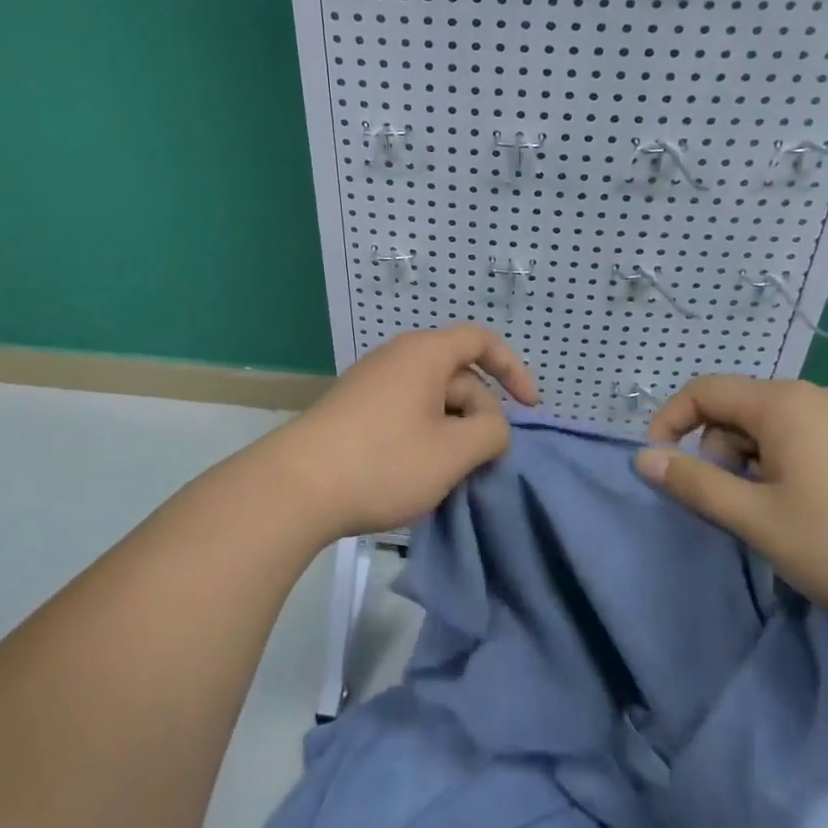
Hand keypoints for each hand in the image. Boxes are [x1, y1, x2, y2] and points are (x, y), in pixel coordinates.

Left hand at [279, 325, 537, 539]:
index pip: (481, 341)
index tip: (531, 408)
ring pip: (431, 399)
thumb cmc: (384, 462)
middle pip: (457, 375)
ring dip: (452, 432)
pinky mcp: (354, 409)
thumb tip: (492, 425)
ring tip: (449, 475)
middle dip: (479, 415)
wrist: (296, 486)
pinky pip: (405, 412)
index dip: (513, 369)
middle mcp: (397, 358)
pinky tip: (416, 474)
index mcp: (425, 353)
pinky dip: (424, 437)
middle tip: (480, 463)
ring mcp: (371, 383)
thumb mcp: (453, 452)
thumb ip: (490, 432)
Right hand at [635, 377, 827, 629]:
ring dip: (751, 465)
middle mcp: (814, 397)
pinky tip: (807, 511)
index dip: (670, 422)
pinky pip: (802, 439)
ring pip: (769, 428)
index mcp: (783, 404)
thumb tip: (644, 457)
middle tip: (733, 507)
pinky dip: (783, 467)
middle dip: (717, 452)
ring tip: (773, 516)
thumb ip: (695, 484)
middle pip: (737, 410)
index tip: (660, 466)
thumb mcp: (757, 520)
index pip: (704, 391)